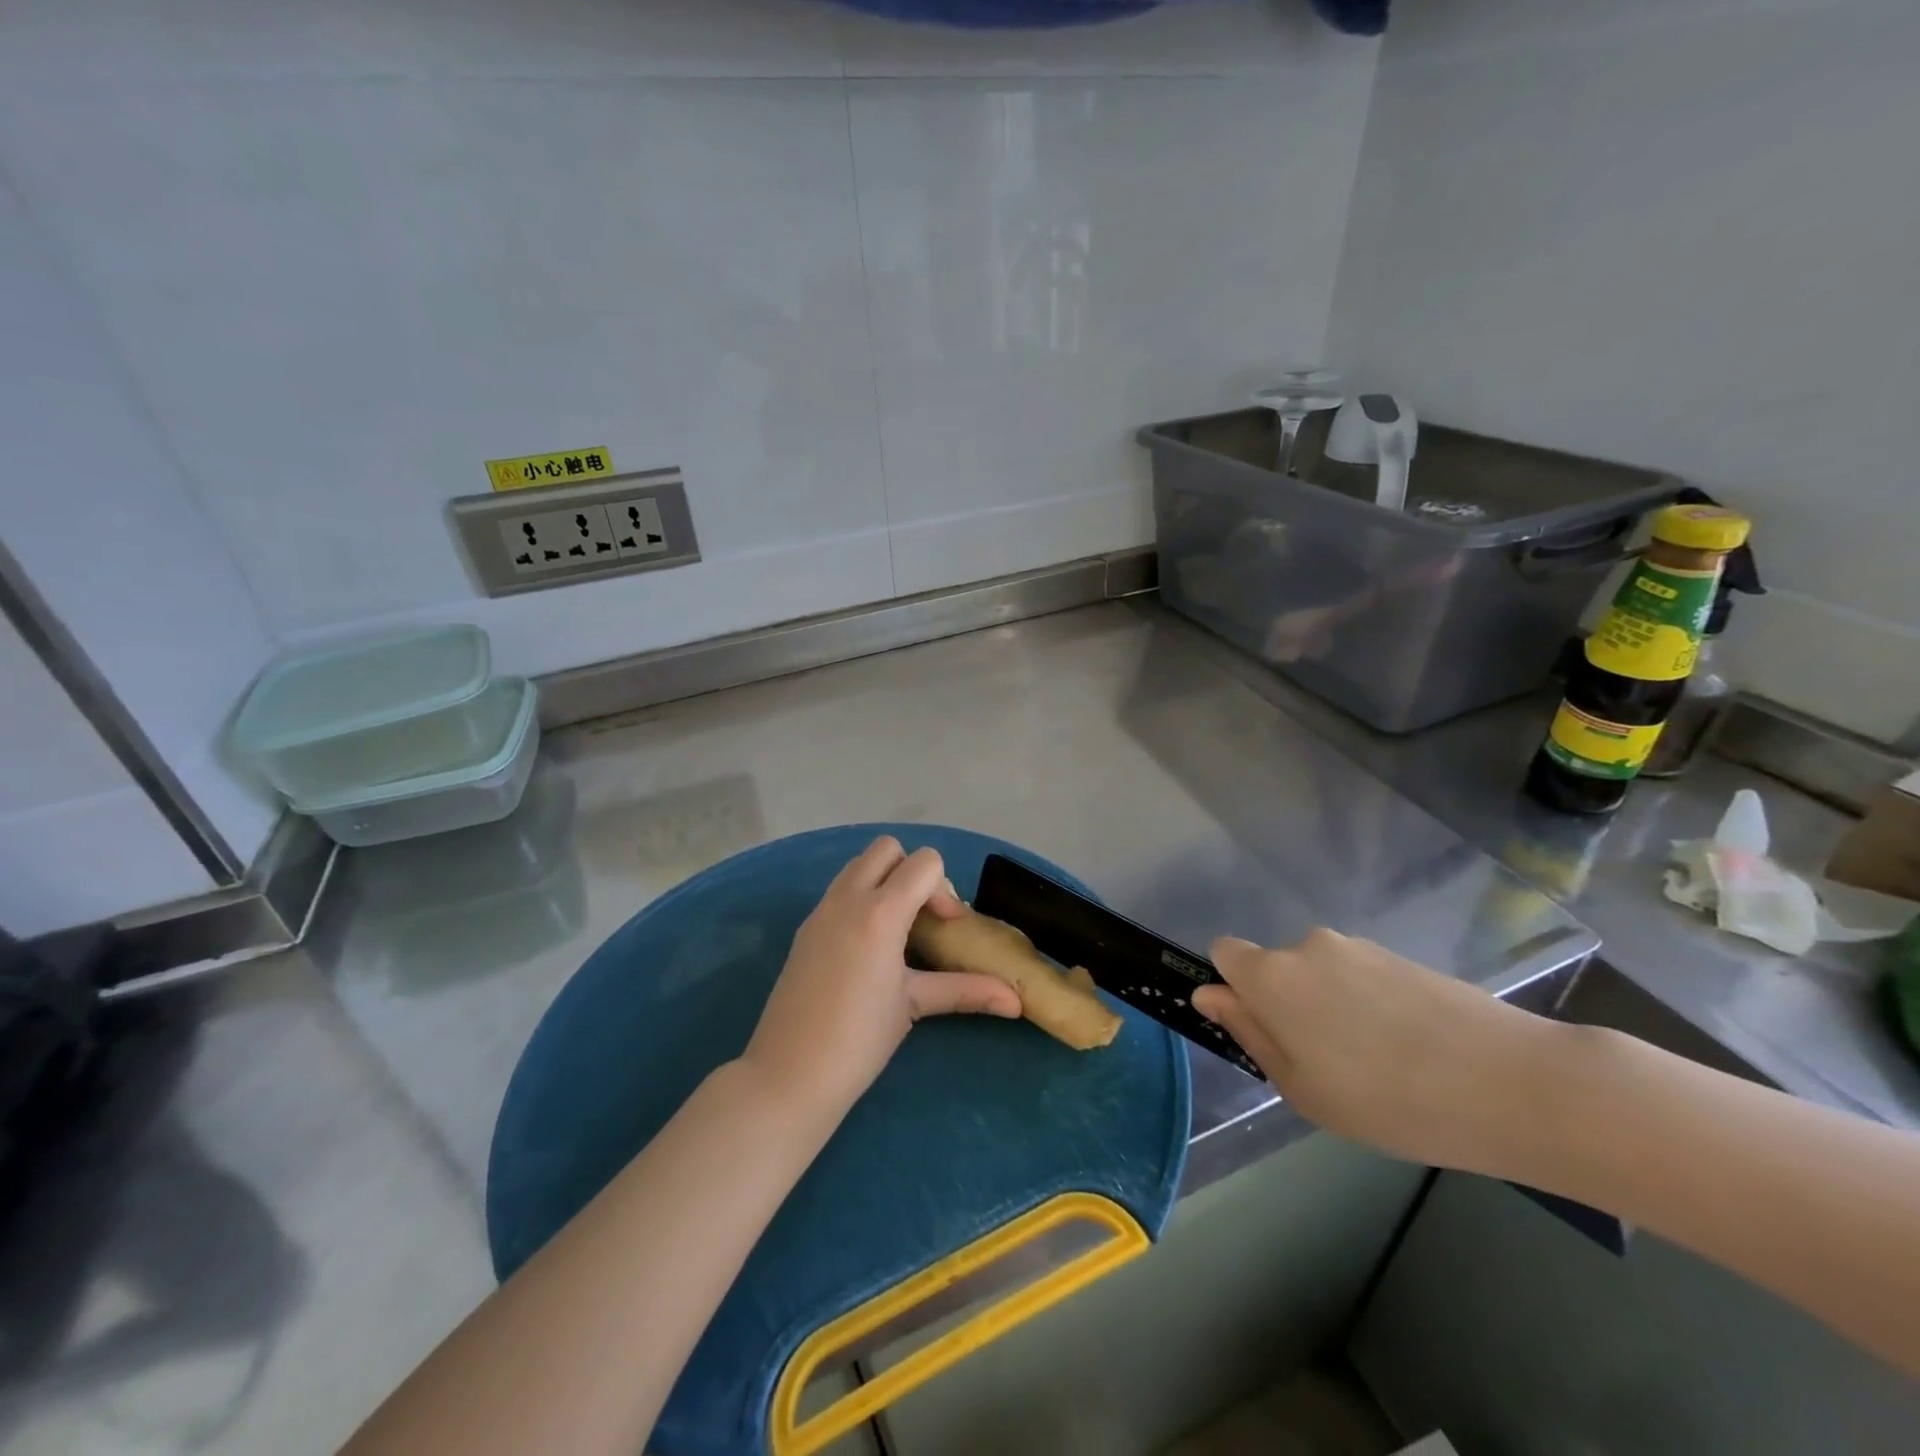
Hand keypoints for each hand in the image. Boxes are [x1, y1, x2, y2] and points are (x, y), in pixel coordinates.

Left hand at [743, 837, 1021, 1113]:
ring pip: (858, 866)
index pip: (924, 862)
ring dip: (884, 883)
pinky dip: (861, 901)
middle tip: (921, 919)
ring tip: (896, 934)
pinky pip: (839, 892)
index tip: (947, 928)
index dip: (944, 889)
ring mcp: (820, 911)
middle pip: (887, 849)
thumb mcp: (914, 1006)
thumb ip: (966, 991)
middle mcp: (847, 898)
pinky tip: (867, 950)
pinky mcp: (805, 929)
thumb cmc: (860, 1039)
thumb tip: (1016, 1002)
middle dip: (911, 872)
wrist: (788, 1073)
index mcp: (880, 912)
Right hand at [1192, 929, 1554, 1173]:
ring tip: (1378, 1063)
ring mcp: (1359, 947)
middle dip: (1287, 1004)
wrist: (1512, 1084)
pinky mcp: (1402, 956)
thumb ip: (1249, 1034)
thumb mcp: (1301, 1088)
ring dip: (1331, 1007)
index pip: (1224, 953)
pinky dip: (1370, 1005)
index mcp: (1272, 975)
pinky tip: (1411, 1050)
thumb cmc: (1388, 1099)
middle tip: (1325, 1064)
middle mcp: (1308, 946)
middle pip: (1276, 966)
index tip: (1263, 1030)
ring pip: (1321, 974)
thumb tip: (1209, 995)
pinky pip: (1362, 977)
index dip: (1234, 988)